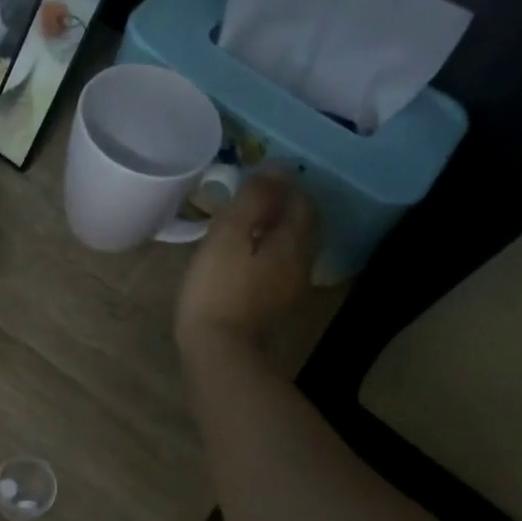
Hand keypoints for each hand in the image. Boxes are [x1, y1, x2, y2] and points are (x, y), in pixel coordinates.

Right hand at [175, 171, 318, 354]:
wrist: (220, 351)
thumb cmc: (218, 289)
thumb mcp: (229, 235)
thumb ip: (253, 199)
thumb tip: (273, 169)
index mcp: (293, 241)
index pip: (301, 200)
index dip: (283, 183)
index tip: (257, 174)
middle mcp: (301, 262)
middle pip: (303, 224)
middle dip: (284, 205)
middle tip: (254, 196)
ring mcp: (290, 288)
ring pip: (292, 247)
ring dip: (276, 230)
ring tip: (246, 224)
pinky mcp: (274, 307)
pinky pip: (279, 267)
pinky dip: (267, 252)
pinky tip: (245, 258)